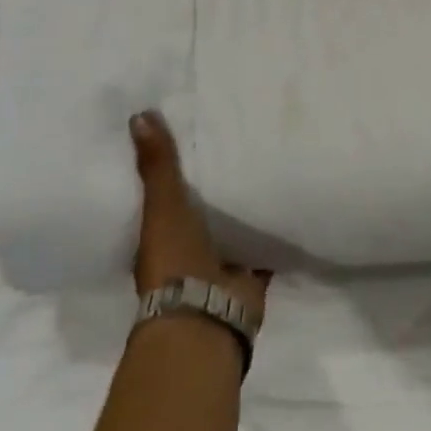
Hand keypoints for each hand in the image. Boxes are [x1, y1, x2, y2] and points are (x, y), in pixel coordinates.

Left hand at [130, 111, 269, 319]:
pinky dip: (273, 227)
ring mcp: (221, 263)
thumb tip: (139, 114)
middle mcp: (188, 249)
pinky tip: (291, 198)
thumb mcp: (163, 207)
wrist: (206, 315)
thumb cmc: (174, 261)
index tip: (191, 134)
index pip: (165, 194)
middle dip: (216, 184)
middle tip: (237, 139)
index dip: (175, 169)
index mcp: (160, 236)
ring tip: (269, 161)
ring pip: (234, 226)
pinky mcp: (251, 272)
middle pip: (203, 209)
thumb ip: (157, 166)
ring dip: (245, 206)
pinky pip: (264, 243)